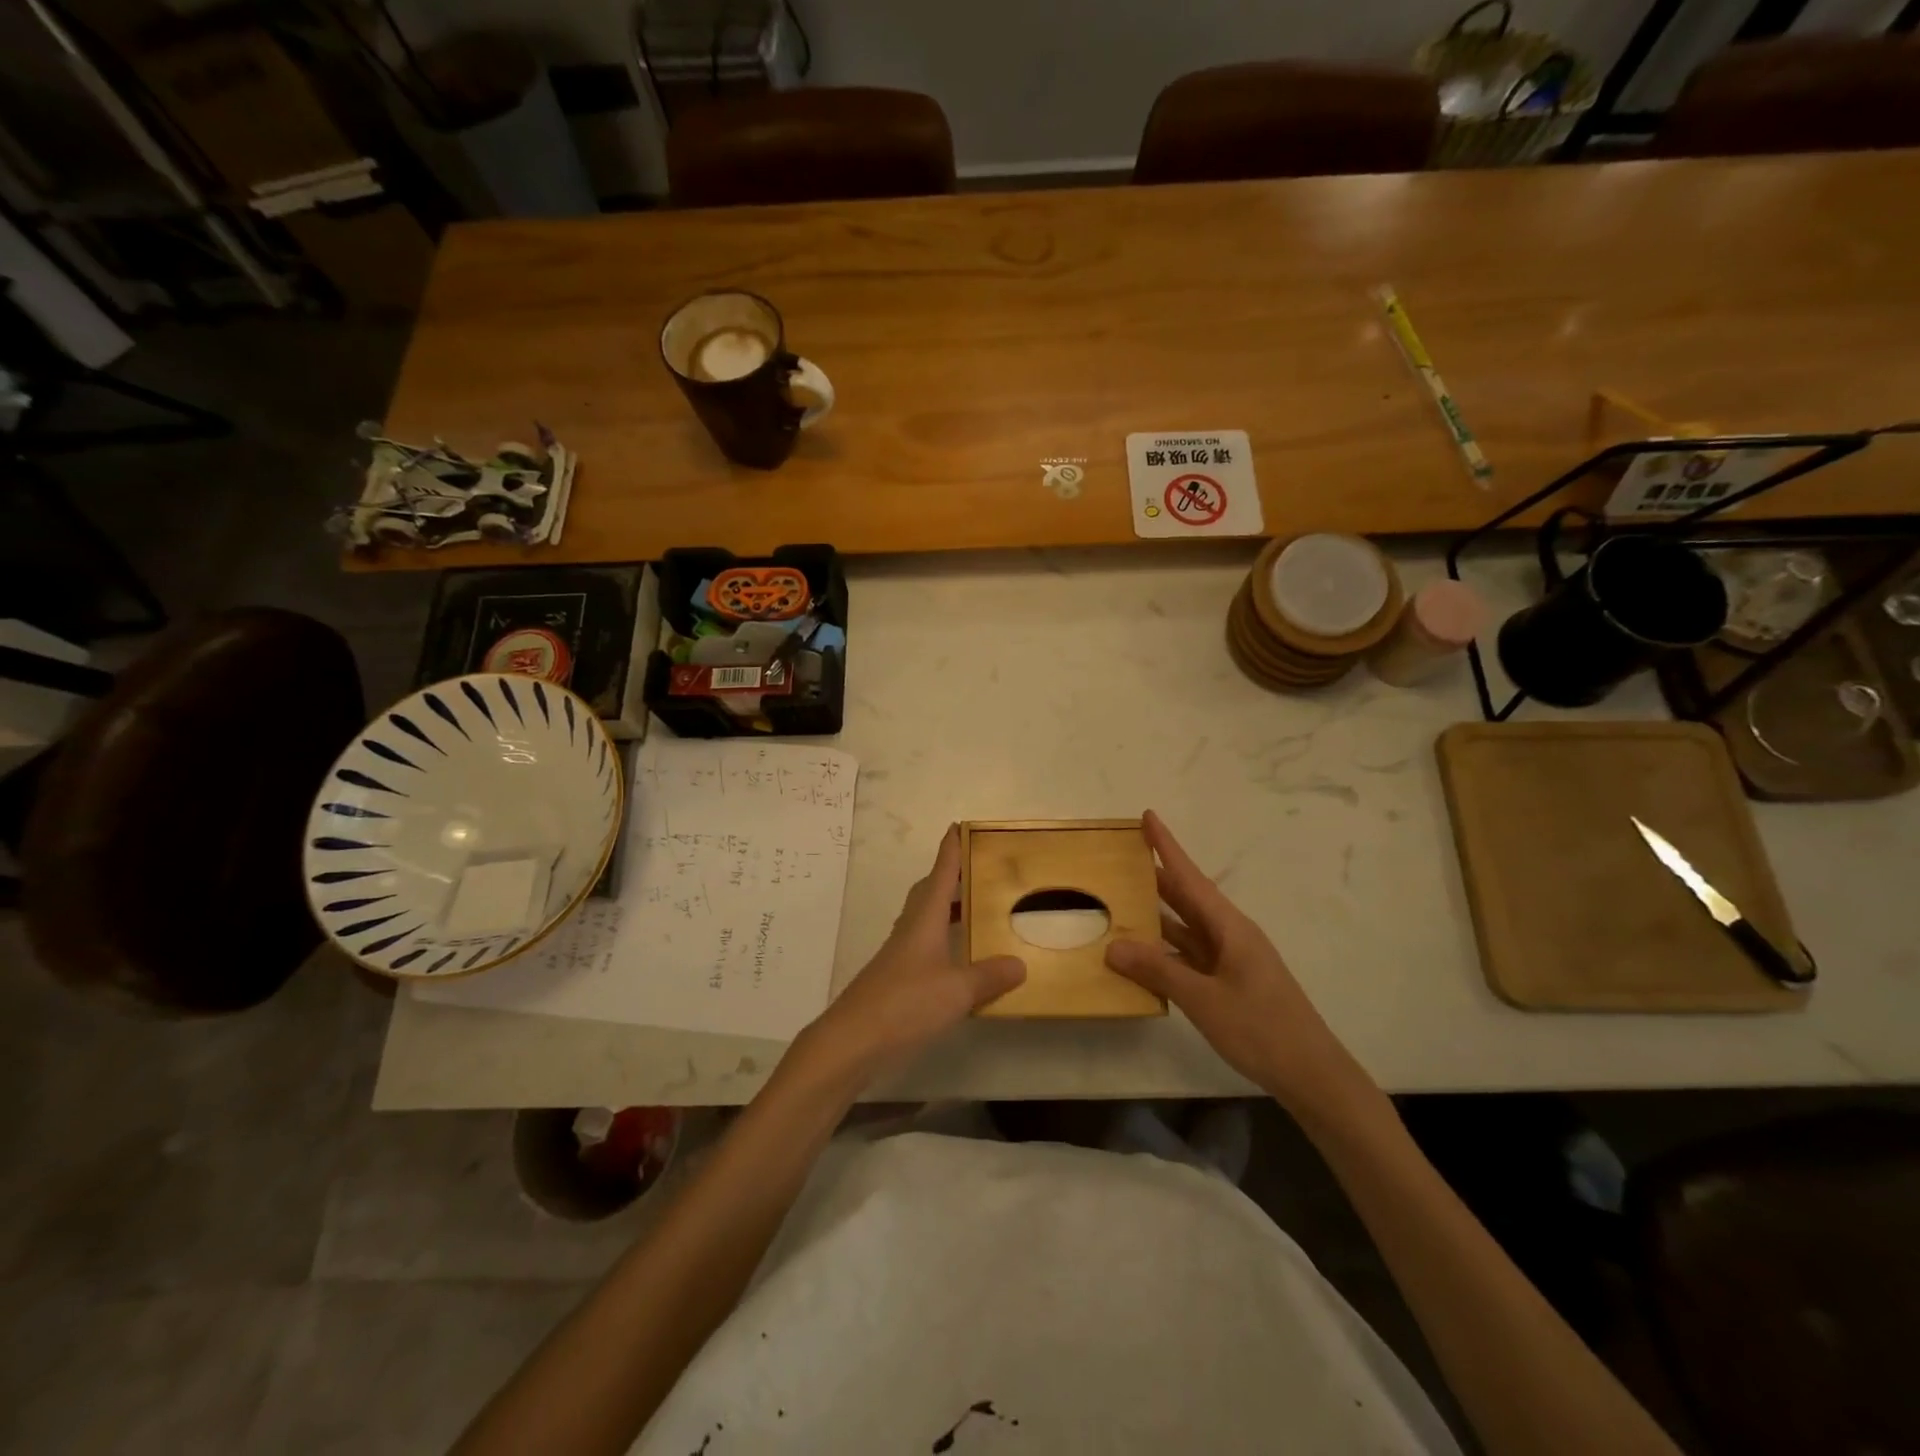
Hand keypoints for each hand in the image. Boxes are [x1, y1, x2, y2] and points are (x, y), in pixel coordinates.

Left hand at [804, 826, 1024, 1080]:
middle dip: (949, 877)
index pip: (940, 875)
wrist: (852, 1041)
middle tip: (975, 870)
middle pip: (929, 893)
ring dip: (945, 909)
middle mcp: (909, 930)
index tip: (959, 826)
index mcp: (924, 921)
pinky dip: (942, 940)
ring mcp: (899, 955)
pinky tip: (955, 958)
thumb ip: (989, 976)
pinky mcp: (895, 979)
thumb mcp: (957, 991)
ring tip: (972, 909)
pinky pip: (923, 945)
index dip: (950, 850)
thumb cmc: (905, 1004)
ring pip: (924, 919)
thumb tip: (1020, 963)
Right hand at [1105, 811, 1373, 1117]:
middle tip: (1120, 856)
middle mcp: (1229, 935)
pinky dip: (1164, 949)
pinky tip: (1141, 953)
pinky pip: (1188, 954)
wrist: (1311, 1074)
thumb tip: (1113, 947)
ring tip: (1120, 899)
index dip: (1168, 846)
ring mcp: (1229, 960)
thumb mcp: (1204, 1000)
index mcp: (1230, 927)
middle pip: (1186, 897)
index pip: (1190, 877)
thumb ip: (1158, 971)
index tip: (1148, 816)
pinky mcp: (1227, 982)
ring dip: (1156, 913)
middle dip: (1156, 875)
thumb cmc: (1262, 1029)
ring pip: (1186, 927)